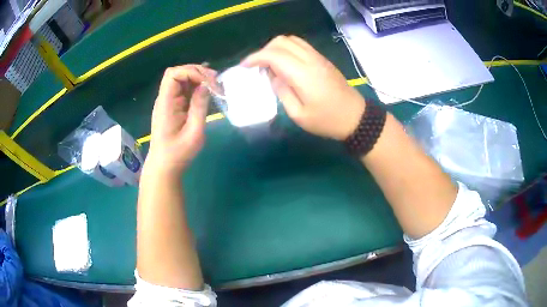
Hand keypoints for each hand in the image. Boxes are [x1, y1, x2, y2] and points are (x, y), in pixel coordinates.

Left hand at [146, 65, 214, 174]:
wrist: (165, 166)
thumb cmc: (178, 153)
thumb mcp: (194, 132)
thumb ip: (200, 107)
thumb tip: (206, 85)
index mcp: (166, 103)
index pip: (173, 74)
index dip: (191, 72)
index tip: (207, 83)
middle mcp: (165, 99)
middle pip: (177, 73)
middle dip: (196, 72)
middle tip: (214, 81)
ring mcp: (169, 102)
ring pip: (181, 79)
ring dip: (198, 78)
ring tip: (214, 85)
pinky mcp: (173, 106)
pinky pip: (184, 90)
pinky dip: (196, 86)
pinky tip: (207, 91)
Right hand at [242, 35, 365, 140]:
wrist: (355, 117)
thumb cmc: (326, 121)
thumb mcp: (299, 115)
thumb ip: (282, 92)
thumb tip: (272, 76)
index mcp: (302, 74)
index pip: (274, 55)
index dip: (255, 57)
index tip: (244, 66)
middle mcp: (310, 60)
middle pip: (281, 41)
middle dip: (264, 50)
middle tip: (257, 67)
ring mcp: (318, 57)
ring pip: (291, 40)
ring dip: (276, 48)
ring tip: (269, 64)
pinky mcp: (322, 59)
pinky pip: (301, 45)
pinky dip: (287, 49)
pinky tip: (285, 63)